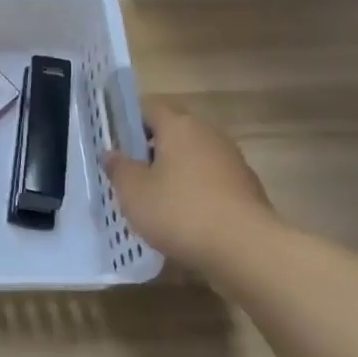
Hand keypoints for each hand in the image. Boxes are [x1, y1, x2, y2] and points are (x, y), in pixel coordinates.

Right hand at [102, 96, 275, 269]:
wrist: (246, 248)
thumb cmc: (179, 210)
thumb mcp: (133, 191)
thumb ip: (118, 168)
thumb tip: (111, 153)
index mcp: (179, 126)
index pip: (150, 108)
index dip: (130, 121)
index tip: (115, 142)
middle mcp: (209, 134)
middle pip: (174, 131)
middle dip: (152, 148)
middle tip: (131, 172)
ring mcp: (232, 161)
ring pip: (194, 157)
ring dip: (175, 171)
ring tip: (155, 198)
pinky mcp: (247, 189)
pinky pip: (211, 181)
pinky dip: (196, 191)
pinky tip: (184, 217)